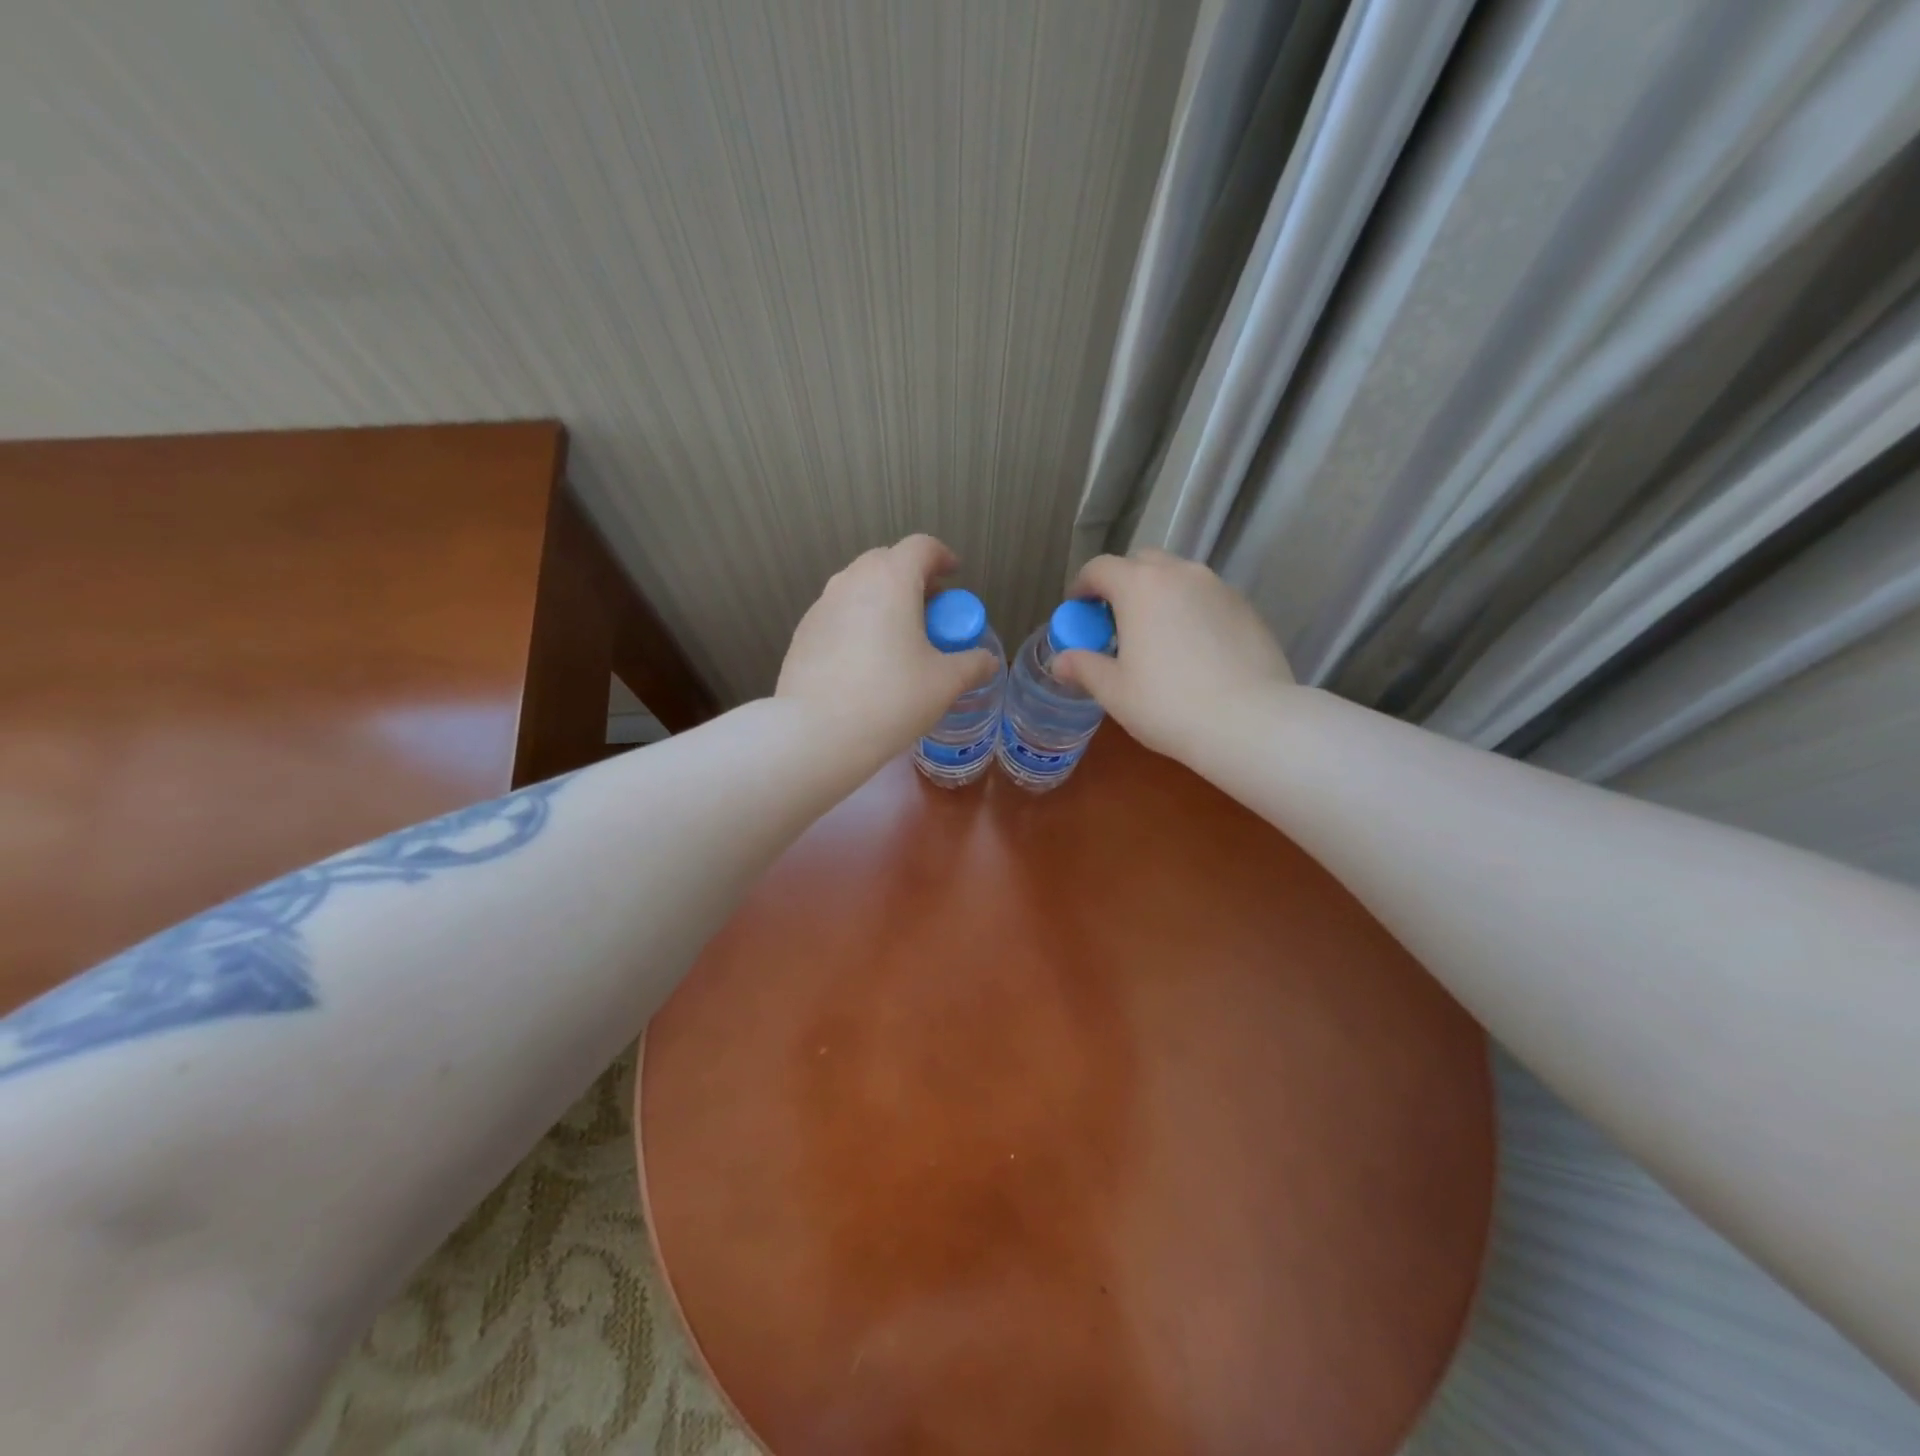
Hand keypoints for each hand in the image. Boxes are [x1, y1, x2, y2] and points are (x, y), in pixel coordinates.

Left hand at [776, 535, 997, 759]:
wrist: (815, 733)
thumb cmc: (890, 699)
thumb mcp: (944, 683)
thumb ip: (972, 664)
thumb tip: (988, 660)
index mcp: (891, 580)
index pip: (922, 547)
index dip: (943, 557)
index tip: (954, 576)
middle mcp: (852, 581)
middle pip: (887, 562)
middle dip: (913, 579)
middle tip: (930, 612)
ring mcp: (822, 605)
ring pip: (859, 587)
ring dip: (883, 600)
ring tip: (899, 638)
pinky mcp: (803, 632)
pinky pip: (839, 613)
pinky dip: (859, 622)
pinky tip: (866, 661)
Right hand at [1053, 549, 1294, 762]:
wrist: (1249, 722)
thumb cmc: (1168, 704)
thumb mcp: (1114, 691)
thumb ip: (1083, 667)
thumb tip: (1060, 661)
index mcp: (1140, 586)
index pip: (1100, 568)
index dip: (1082, 587)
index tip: (1077, 611)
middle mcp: (1181, 573)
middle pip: (1141, 563)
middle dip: (1122, 584)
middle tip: (1114, 622)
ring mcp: (1219, 587)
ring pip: (1178, 578)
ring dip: (1158, 595)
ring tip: (1155, 636)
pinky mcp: (1247, 608)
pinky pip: (1206, 598)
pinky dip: (1189, 611)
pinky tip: (1192, 650)